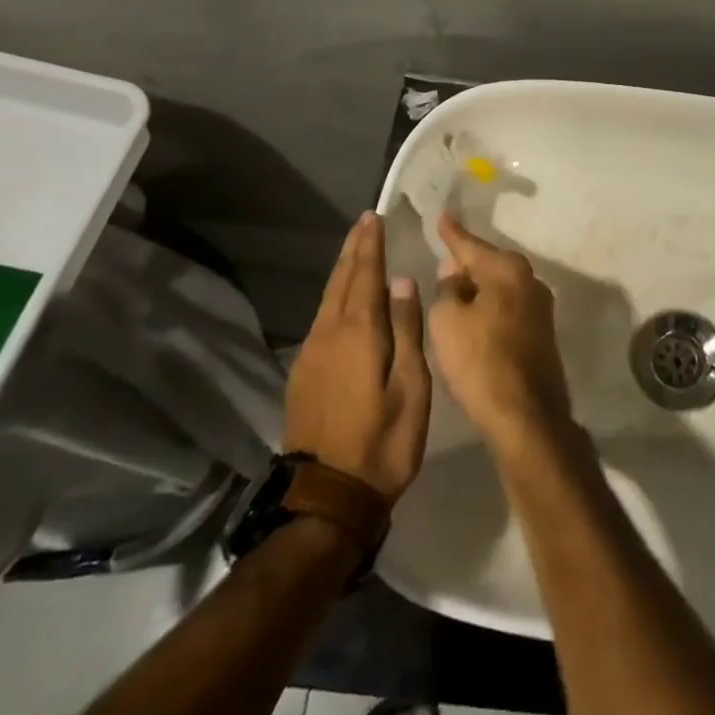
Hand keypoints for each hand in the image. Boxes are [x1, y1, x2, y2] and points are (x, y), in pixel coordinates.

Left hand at [283, 212, 430, 501]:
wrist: (327, 497)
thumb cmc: (383, 442)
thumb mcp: (411, 388)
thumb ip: (406, 330)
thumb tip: (402, 282)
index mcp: (359, 333)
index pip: (365, 276)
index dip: (370, 245)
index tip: (373, 217)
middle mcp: (329, 334)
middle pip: (341, 280)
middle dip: (354, 250)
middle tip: (364, 222)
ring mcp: (311, 354)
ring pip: (327, 298)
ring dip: (342, 270)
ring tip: (354, 250)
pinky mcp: (303, 373)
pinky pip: (320, 317)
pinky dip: (334, 294)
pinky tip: (341, 297)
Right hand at [428, 212, 574, 457]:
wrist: (525, 414)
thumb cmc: (480, 360)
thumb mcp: (447, 321)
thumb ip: (447, 289)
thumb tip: (455, 272)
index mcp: (508, 270)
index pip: (471, 245)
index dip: (452, 233)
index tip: (443, 216)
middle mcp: (530, 280)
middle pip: (491, 263)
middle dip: (467, 260)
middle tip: (444, 253)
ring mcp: (541, 308)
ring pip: (501, 286)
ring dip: (479, 286)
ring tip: (454, 285)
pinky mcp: (542, 333)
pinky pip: (508, 306)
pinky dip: (490, 306)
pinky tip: (475, 314)